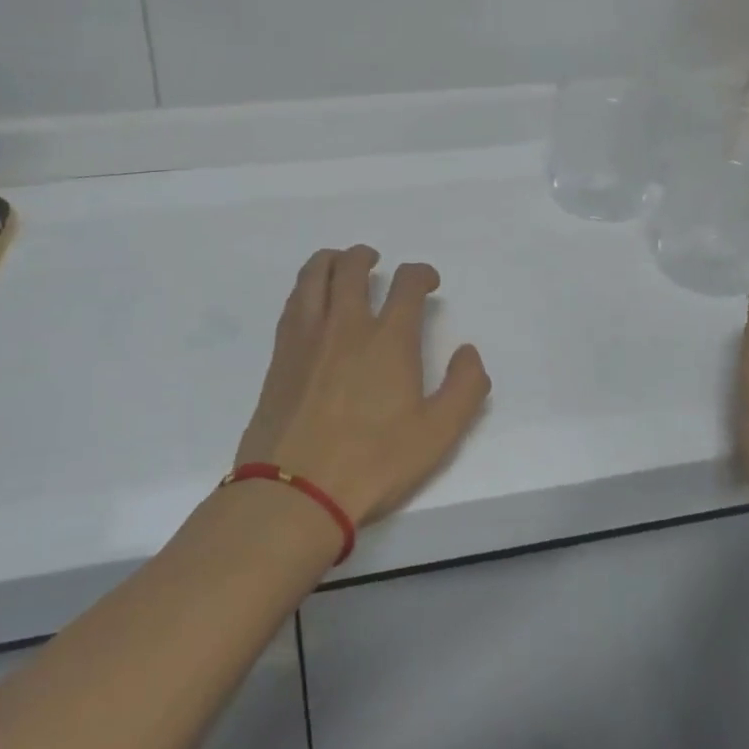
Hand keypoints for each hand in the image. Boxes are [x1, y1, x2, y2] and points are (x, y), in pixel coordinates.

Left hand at [234, 246, 491, 527]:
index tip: (427, 281)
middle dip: (367, 256)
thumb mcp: (438, 435)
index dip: (420, 273)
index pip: (406, 284)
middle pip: (352, 267)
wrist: (293, 492)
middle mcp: (345, 325)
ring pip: (314, 275)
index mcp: (388, 339)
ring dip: (330, 260)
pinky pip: (293, 302)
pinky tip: (310, 299)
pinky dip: (306, 286)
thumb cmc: (372, 464)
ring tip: (339, 263)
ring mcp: (307, 336)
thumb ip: (464, 388)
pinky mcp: (279, 355)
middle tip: (374, 261)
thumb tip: (468, 352)